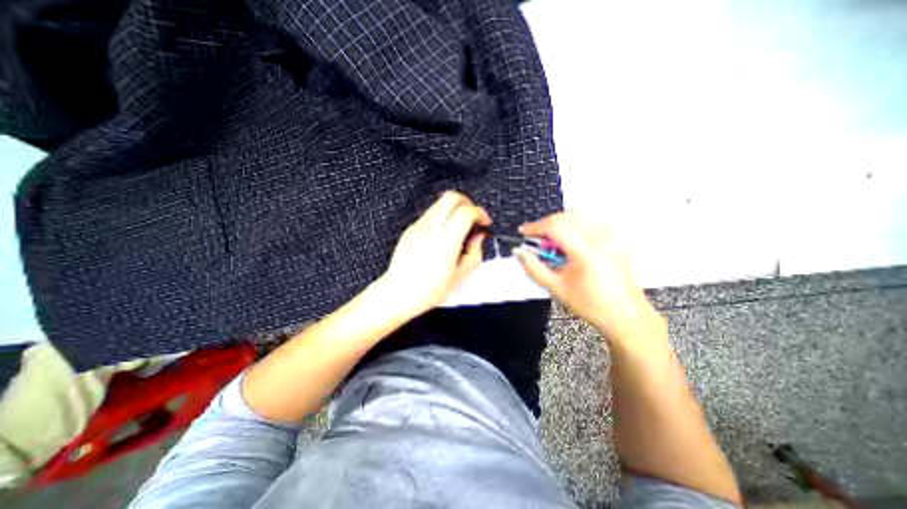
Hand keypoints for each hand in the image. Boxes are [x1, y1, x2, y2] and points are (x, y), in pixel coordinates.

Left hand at [382, 191, 494, 316]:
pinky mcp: (410, 229)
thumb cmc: (428, 290)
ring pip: (439, 203)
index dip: (480, 213)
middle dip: (467, 202)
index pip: (466, 212)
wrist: (398, 293)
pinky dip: (442, 216)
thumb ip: (474, 253)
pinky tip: (444, 234)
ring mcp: (418, 227)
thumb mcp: (460, 277)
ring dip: (454, 209)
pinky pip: (430, 214)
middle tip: (473, 217)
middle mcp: (431, 229)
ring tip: (459, 226)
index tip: (485, 222)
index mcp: (446, 242)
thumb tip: (478, 237)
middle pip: (451, 197)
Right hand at [517, 211, 664, 344]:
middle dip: (546, 223)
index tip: (523, 232)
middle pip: (566, 217)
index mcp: (585, 253)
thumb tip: (519, 253)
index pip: (555, 227)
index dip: (535, 226)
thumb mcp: (556, 288)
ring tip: (552, 238)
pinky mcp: (615, 240)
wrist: (625, 315)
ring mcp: (611, 238)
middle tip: (535, 237)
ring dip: (560, 222)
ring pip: (580, 215)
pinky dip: (576, 223)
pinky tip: (571, 237)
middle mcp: (600, 239)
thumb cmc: (590, 305)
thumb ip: (534, 268)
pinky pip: (592, 221)